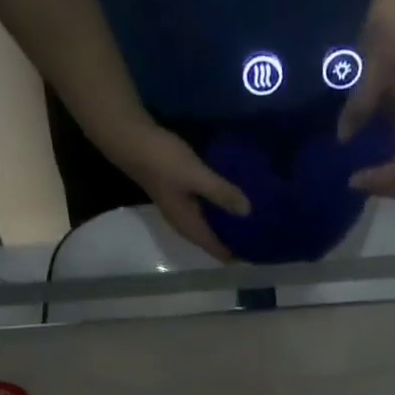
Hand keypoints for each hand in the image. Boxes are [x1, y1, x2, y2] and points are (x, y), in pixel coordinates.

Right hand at [95, 117, 250, 260]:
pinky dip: (220, 208)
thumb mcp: (196, 176)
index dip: (238, 254)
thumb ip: (222, 193)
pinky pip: (206, 209)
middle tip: (264, 233)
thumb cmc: (163, 161)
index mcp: (190, 227)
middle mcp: (185, 224)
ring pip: (210, 225)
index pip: (218, 251)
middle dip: (236, 239)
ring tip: (254, 218)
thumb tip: (249, 212)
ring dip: (228, 224)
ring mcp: (181, 209)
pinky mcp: (180, 195)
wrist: (130, 140)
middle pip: (214, 241)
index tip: (261, 251)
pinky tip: (233, 197)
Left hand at [337, 6, 394, 195]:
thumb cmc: (393, 33)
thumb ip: (362, 101)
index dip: (383, 177)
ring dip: (376, 179)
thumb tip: (343, 138)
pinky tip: (351, 160)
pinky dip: (372, 165)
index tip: (353, 178)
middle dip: (380, 185)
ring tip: (349, 176)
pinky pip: (388, 155)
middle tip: (349, 181)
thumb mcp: (375, 64)